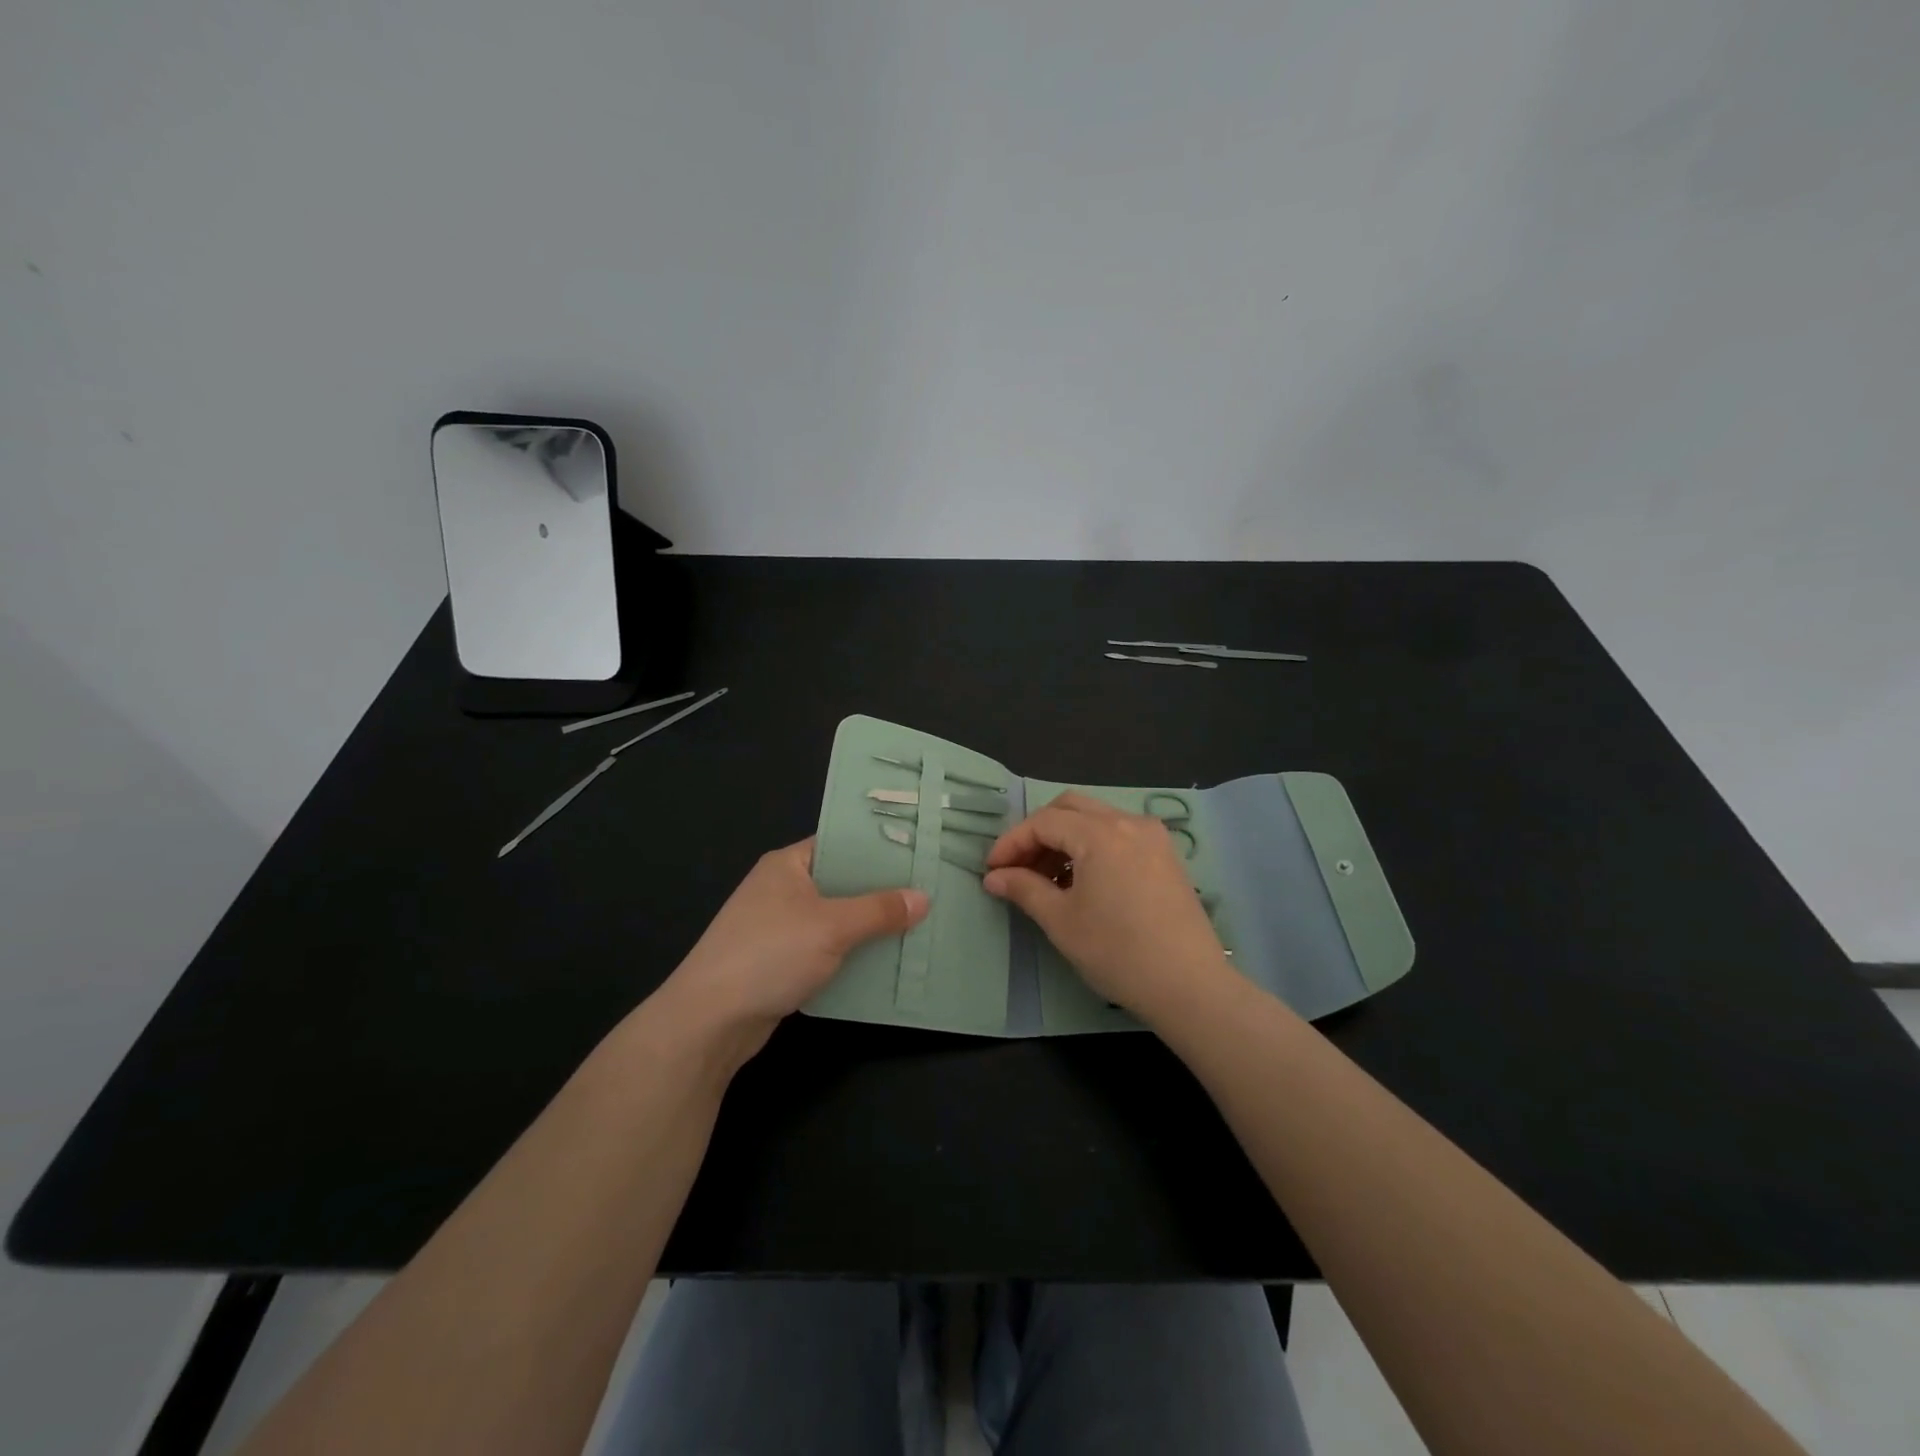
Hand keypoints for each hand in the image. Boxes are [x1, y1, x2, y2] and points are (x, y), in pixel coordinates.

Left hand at [658, 839, 927, 1064]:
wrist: (710, 1020)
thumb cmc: (770, 954)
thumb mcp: (832, 926)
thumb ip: (879, 911)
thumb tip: (924, 898)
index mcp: (788, 864)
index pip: (841, 843)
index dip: (879, 848)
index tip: (920, 853)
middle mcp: (782, 888)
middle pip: (841, 882)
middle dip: (881, 892)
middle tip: (929, 892)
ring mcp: (779, 926)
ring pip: (836, 919)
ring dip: (869, 927)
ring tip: (918, 926)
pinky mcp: (780, 961)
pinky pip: (826, 948)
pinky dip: (851, 954)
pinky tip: (885, 961)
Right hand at [983, 792, 1229, 1022]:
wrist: (1189, 985)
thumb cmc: (1118, 952)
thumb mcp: (1061, 921)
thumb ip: (1024, 889)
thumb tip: (994, 877)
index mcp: (1100, 833)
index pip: (1044, 822)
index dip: (1012, 842)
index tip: (992, 870)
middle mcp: (1128, 822)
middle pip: (1070, 807)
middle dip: (1038, 832)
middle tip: (1018, 867)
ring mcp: (1153, 837)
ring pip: (1096, 818)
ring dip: (1065, 838)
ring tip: (1046, 878)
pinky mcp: (1166, 856)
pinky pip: (1119, 834)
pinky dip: (1092, 846)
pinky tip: (1082, 881)